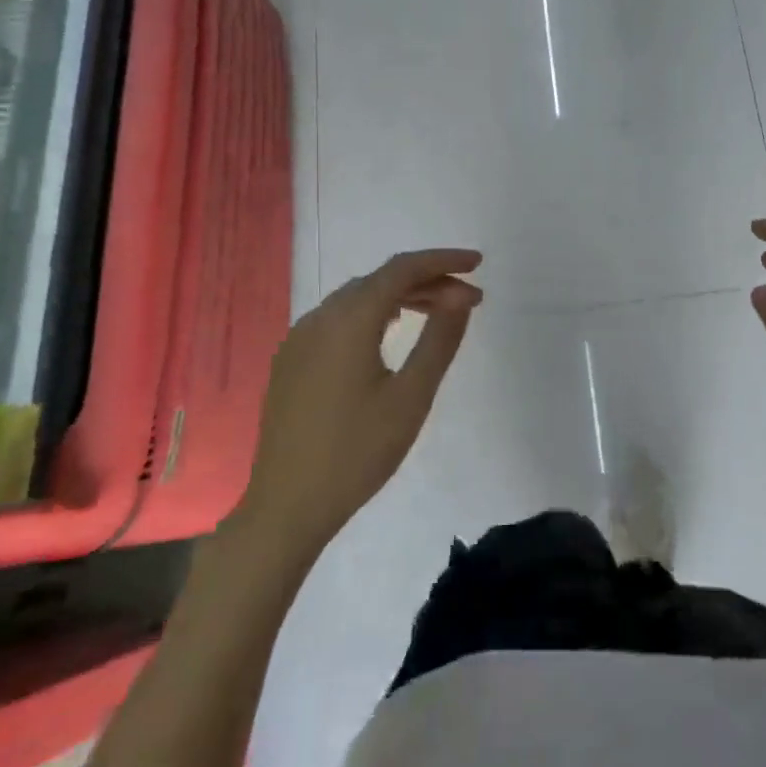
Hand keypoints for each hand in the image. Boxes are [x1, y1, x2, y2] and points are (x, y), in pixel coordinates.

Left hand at [229, 249, 483, 562]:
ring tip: (438, 312)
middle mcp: (319, 318)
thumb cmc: (358, 452)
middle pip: (379, 281)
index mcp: (348, 321)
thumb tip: (460, 296)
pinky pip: (338, 320)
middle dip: (428, 282)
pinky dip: (373, 314)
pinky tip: (390, 332)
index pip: (401, 269)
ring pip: (357, 299)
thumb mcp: (411, 396)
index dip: (442, 260)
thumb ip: (439, 339)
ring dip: (400, 297)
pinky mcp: (291, 362)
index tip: (478, 264)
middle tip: (470, 300)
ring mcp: (299, 340)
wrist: (287, 506)